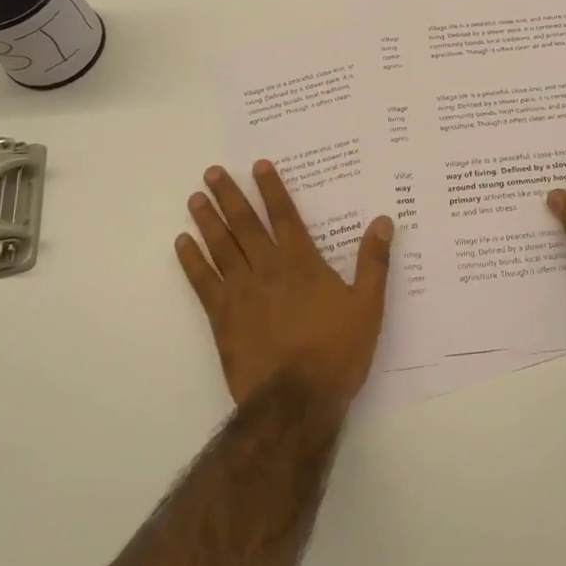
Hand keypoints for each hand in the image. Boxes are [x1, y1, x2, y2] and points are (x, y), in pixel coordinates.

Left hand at [176, 160, 392, 413]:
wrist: (296, 400)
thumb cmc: (337, 351)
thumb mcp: (368, 305)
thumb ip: (374, 262)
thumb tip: (383, 221)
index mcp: (302, 262)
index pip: (284, 215)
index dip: (271, 188)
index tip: (257, 165)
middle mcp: (268, 268)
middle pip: (245, 224)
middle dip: (229, 195)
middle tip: (212, 172)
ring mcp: (241, 291)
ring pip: (221, 246)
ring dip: (207, 220)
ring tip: (194, 198)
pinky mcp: (222, 317)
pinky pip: (202, 281)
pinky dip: (191, 260)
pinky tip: (182, 243)